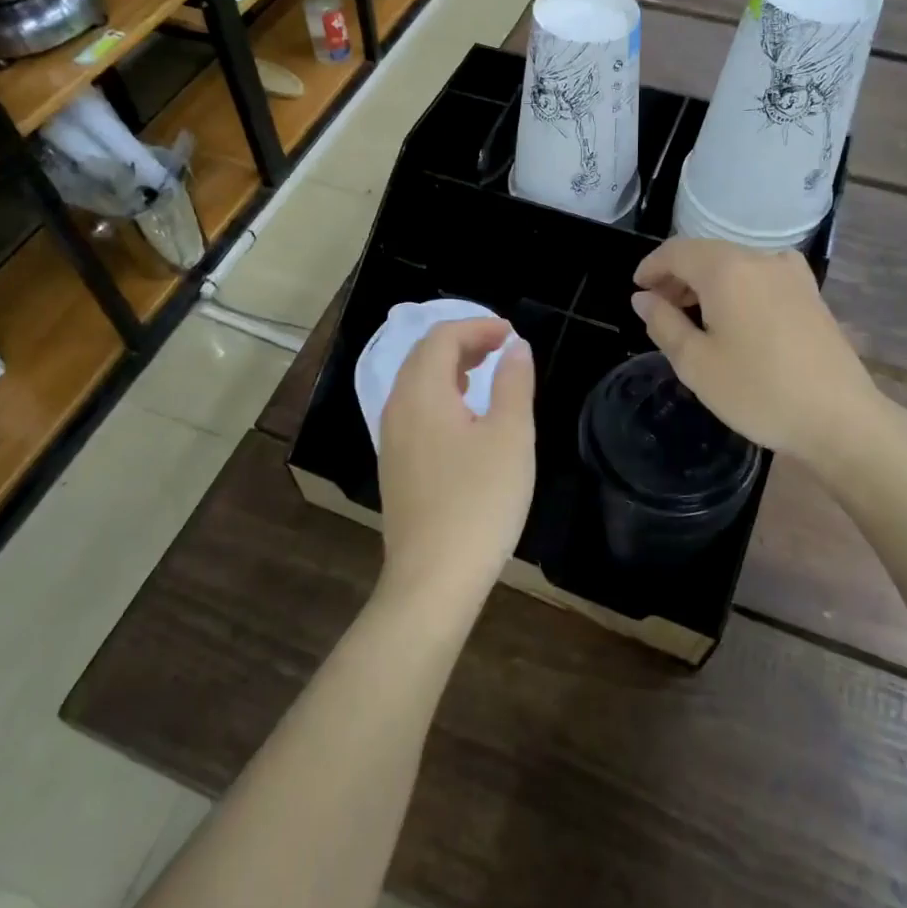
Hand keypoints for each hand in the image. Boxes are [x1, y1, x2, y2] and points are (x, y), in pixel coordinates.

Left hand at [375, 318, 535, 615]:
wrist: (433, 580)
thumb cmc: (479, 502)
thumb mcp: (510, 437)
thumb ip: (513, 383)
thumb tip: (514, 346)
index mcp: (422, 394)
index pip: (442, 338)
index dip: (477, 326)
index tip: (511, 334)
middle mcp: (398, 409)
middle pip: (423, 356)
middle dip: (462, 342)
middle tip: (501, 348)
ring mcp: (392, 440)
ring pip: (416, 384)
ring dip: (450, 368)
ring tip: (485, 372)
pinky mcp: (396, 467)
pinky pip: (414, 410)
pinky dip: (440, 395)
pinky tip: (464, 416)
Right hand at [631, 238, 906, 476]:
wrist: (840, 419)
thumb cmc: (758, 391)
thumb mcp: (696, 363)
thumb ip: (663, 323)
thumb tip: (643, 298)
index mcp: (726, 270)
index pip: (677, 251)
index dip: (651, 266)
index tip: (637, 290)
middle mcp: (760, 259)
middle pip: (707, 253)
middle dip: (677, 275)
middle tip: (658, 308)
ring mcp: (791, 274)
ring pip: (735, 263)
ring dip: (707, 281)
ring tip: (692, 316)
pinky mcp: (810, 293)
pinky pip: (761, 275)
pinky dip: (737, 286)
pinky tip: (735, 316)